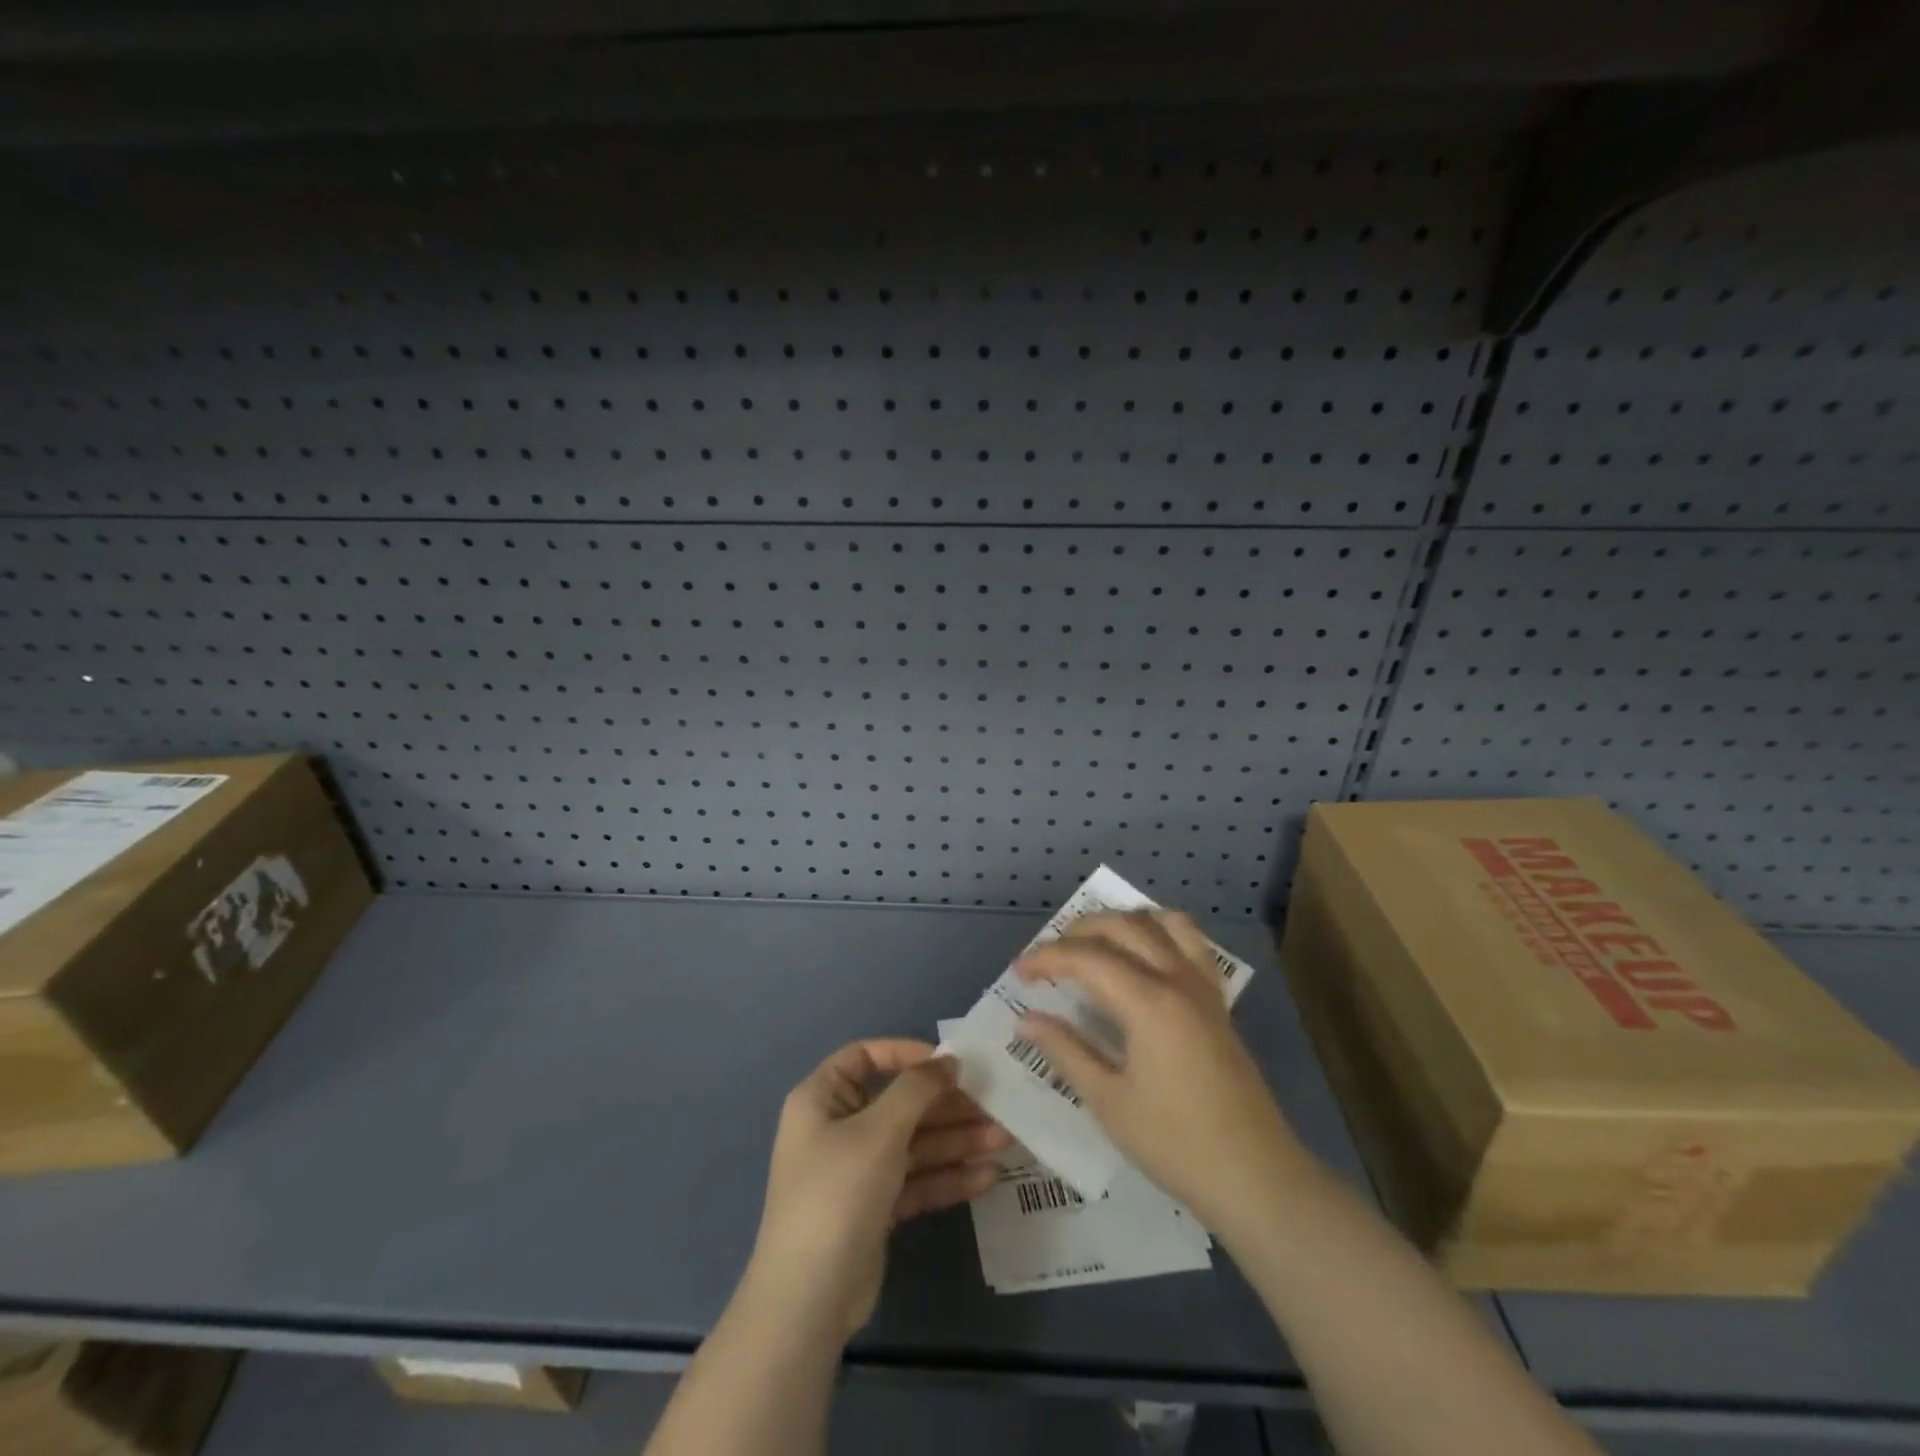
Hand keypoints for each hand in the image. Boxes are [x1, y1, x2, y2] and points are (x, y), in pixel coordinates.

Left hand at [748, 1039, 1007, 1340]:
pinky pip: (915, 1180)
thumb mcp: (879, 1131)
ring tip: (1004, 1142)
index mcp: (823, 1098)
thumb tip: (947, 1062)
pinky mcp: (875, 1208)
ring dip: (956, 1141)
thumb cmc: (838, 1193)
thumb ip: (916, 1090)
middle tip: (994, 1106)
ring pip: (913, 1144)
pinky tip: (986, 1177)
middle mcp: (838, 1128)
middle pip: (899, 1104)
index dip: (907, 1054)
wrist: (809, 1300)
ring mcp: (857, 1170)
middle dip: (947, 1107)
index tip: (949, 1064)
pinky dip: (947, 1177)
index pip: (866, 1057)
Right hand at [1012, 912, 1306, 1236]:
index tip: (1019, 972)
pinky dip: (1161, 934)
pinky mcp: (1219, 1003)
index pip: (1087, 958)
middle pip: (1124, 927)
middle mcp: (1178, 980)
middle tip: (1049, 957)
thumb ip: (1066, 1051)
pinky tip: (1145, 959)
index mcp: (1149, 1002)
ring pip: (1164, 924)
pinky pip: (1192, 945)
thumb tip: (1027, 1020)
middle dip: (1079, 932)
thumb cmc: (1175, 1144)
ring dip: (1124, 922)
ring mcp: (1204, 989)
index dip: (1047, 958)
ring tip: (1096, 944)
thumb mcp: (1108, 1102)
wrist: (1257, 1178)